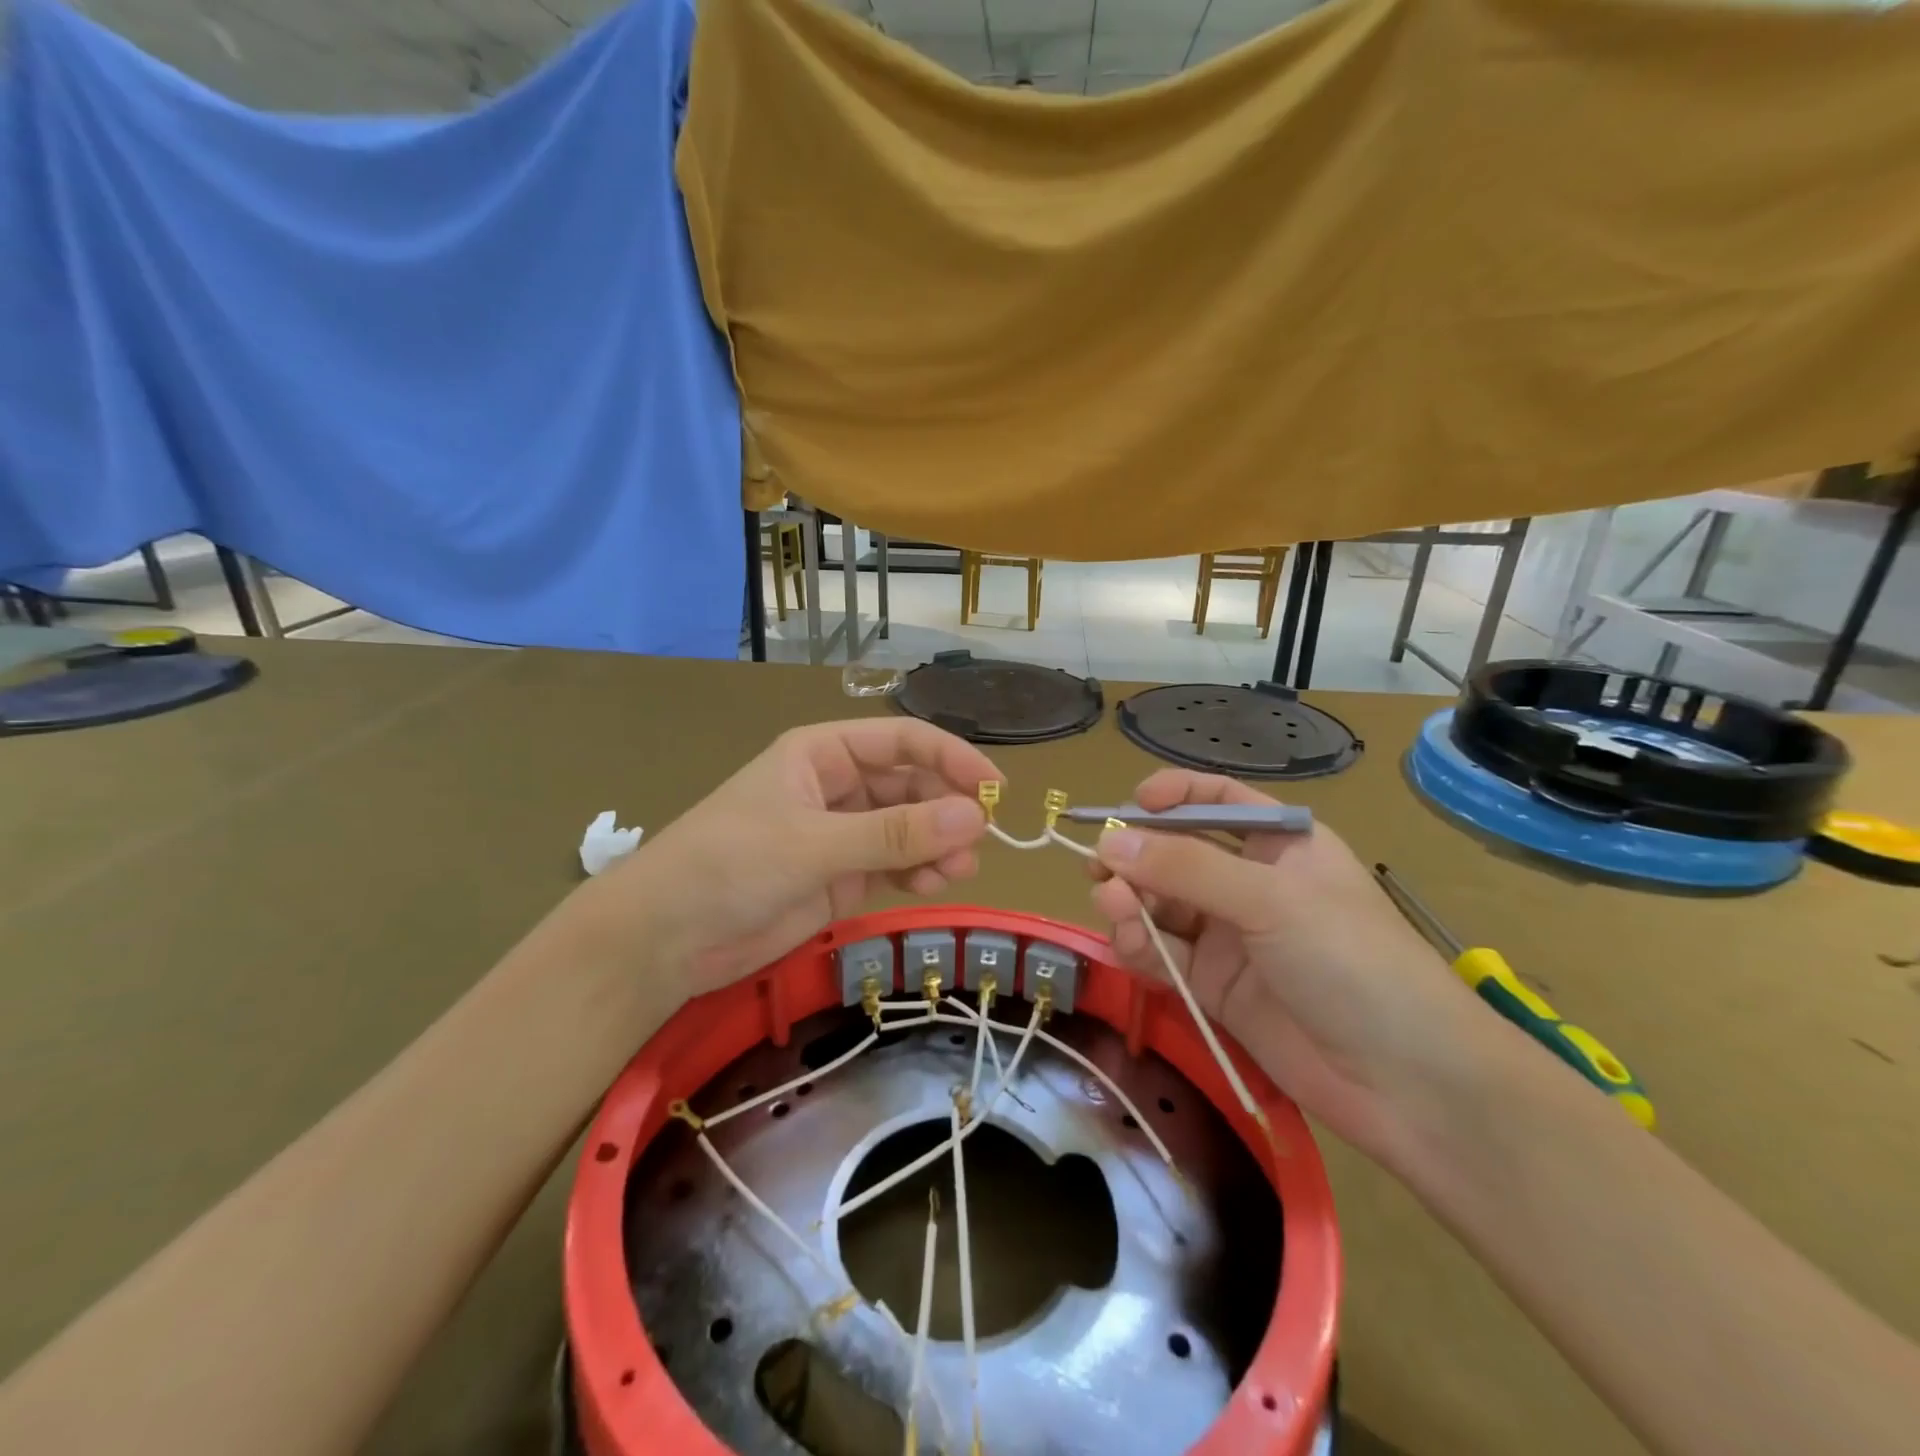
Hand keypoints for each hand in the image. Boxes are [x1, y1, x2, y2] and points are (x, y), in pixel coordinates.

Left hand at [598, 719, 998, 997]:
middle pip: (910, 784)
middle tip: (978, 842)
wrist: (663, 940)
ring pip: (907, 827)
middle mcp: (836, 786)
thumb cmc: (729, 866)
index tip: (995, 788)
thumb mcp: (813, 845)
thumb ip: (895, 833)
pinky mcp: (839, 876)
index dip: (951, 757)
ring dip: (938, 844)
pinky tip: (934, 885)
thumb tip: (975, 817)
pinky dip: (918, 871)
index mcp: (822, 753)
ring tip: (959, 870)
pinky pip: (894, 864)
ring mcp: (839, 833)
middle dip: (946, 809)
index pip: (901, 741)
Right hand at [1089, 770, 1493, 1162]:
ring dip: (1132, 903)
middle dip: (1137, 858)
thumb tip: (1108, 842)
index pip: (1216, 801)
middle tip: (1099, 871)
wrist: (1408, 1083)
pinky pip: (1164, 953)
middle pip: (1176, 855)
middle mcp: (1251, 883)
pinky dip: (1140, 946)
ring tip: (1116, 910)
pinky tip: (1128, 945)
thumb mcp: (1270, 900)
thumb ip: (1186, 868)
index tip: (1130, 808)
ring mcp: (1231, 937)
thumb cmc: (1352, 961)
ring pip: (1162, 905)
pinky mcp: (1215, 987)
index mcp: (1280, 844)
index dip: (1172, 796)